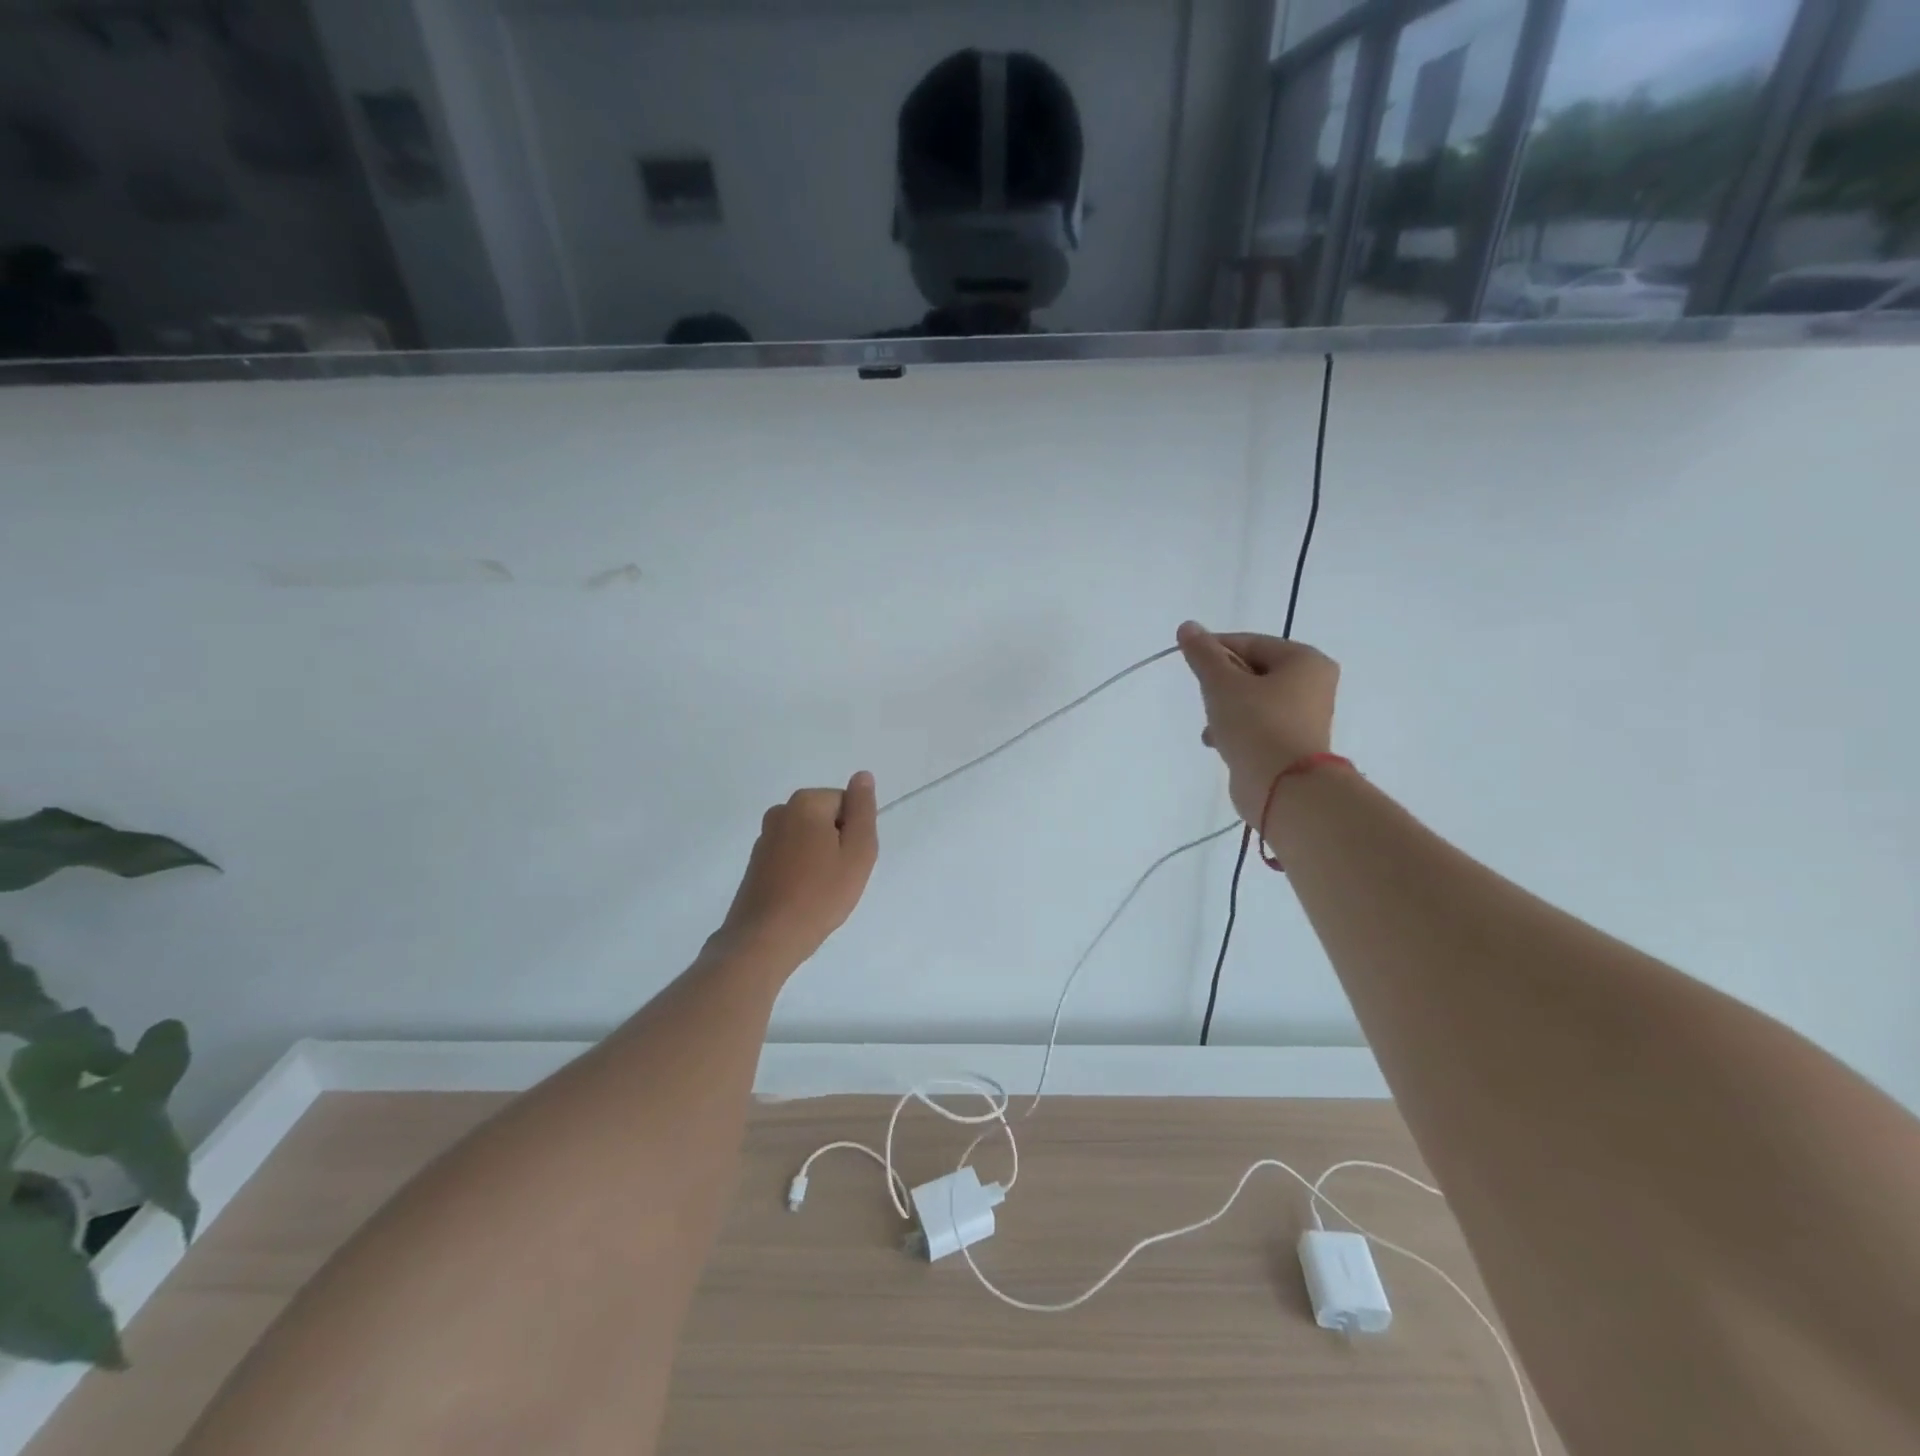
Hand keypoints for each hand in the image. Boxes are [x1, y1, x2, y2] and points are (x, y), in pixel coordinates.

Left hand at [714, 772, 878, 965]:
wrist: (766, 939)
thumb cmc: (820, 894)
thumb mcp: (858, 851)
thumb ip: (863, 810)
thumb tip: (862, 776)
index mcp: (806, 803)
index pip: (846, 804)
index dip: (854, 833)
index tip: (849, 861)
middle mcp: (780, 811)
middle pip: (826, 818)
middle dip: (837, 843)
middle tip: (838, 877)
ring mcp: (764, 837)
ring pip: (809, 838)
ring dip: (819, 858)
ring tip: (820, 891)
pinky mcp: (756, 861)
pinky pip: (791, 856)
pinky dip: (800, 871)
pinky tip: (802, 897)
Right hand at [1177, 622, 1339, 827]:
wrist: (1283, 789)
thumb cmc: (1256, 725)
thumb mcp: (1222, 683)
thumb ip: (1203, 654)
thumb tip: (1188, 627)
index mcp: (1304, 660)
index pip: (1250, 642)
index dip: (1215, 650)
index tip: (1188, 662)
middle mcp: (1313, 684)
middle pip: (1252, 671)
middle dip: (1222, 685)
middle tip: (1204, 698)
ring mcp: (1306, 717)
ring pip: (1254, 700)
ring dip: (1226, 709)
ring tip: (1211, 727)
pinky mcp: (1294, 745)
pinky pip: (1259, 726)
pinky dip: (1238, 730)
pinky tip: (1220, 743)